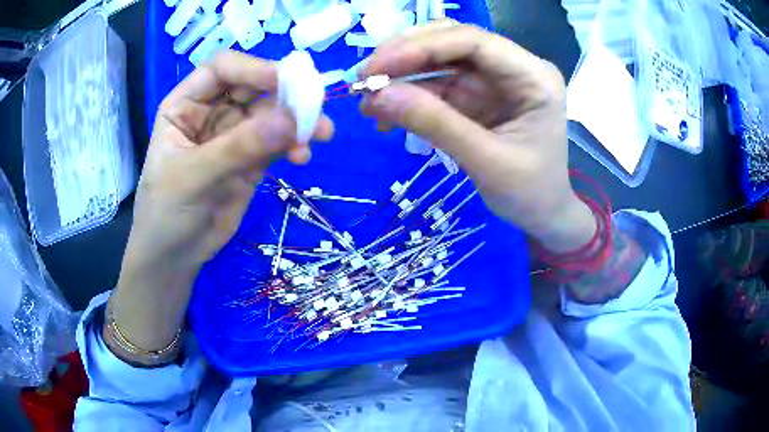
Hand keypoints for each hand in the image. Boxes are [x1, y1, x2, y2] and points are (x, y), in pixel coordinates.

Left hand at [110, 51, 332, 352]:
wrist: (175, 256)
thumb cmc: (166, 213)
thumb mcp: (193, 177)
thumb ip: (238, 148)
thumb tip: (291, 121)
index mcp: (186, 104)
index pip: (222, 69)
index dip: (252, 68)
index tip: (284, 81)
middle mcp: (212, 112)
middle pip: (253, 87)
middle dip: (284, 94)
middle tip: (314, 107)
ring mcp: (234, 135)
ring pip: (271, 115)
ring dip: (297, 121)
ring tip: (321, 134)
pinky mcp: (252, 159)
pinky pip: (278, 142)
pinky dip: (294, 145)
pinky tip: (303, 157)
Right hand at [362, 22, 594, 251]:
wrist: (543, 214)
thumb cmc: (529, 193)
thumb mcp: (487, 162)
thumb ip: (435, 125)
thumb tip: (378, 96)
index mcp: (533, 76)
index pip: (473, 41)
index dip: (422, 46)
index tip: (377, 67)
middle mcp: (513, 66)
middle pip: (452, 42)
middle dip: (404, 56)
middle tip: (363, 79)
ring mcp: (492, 79)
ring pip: (438, 60)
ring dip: (400, 76)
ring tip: (367, 101)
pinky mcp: (476, 94)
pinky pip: (436, 84)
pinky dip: (407, 95)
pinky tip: (385, 114)